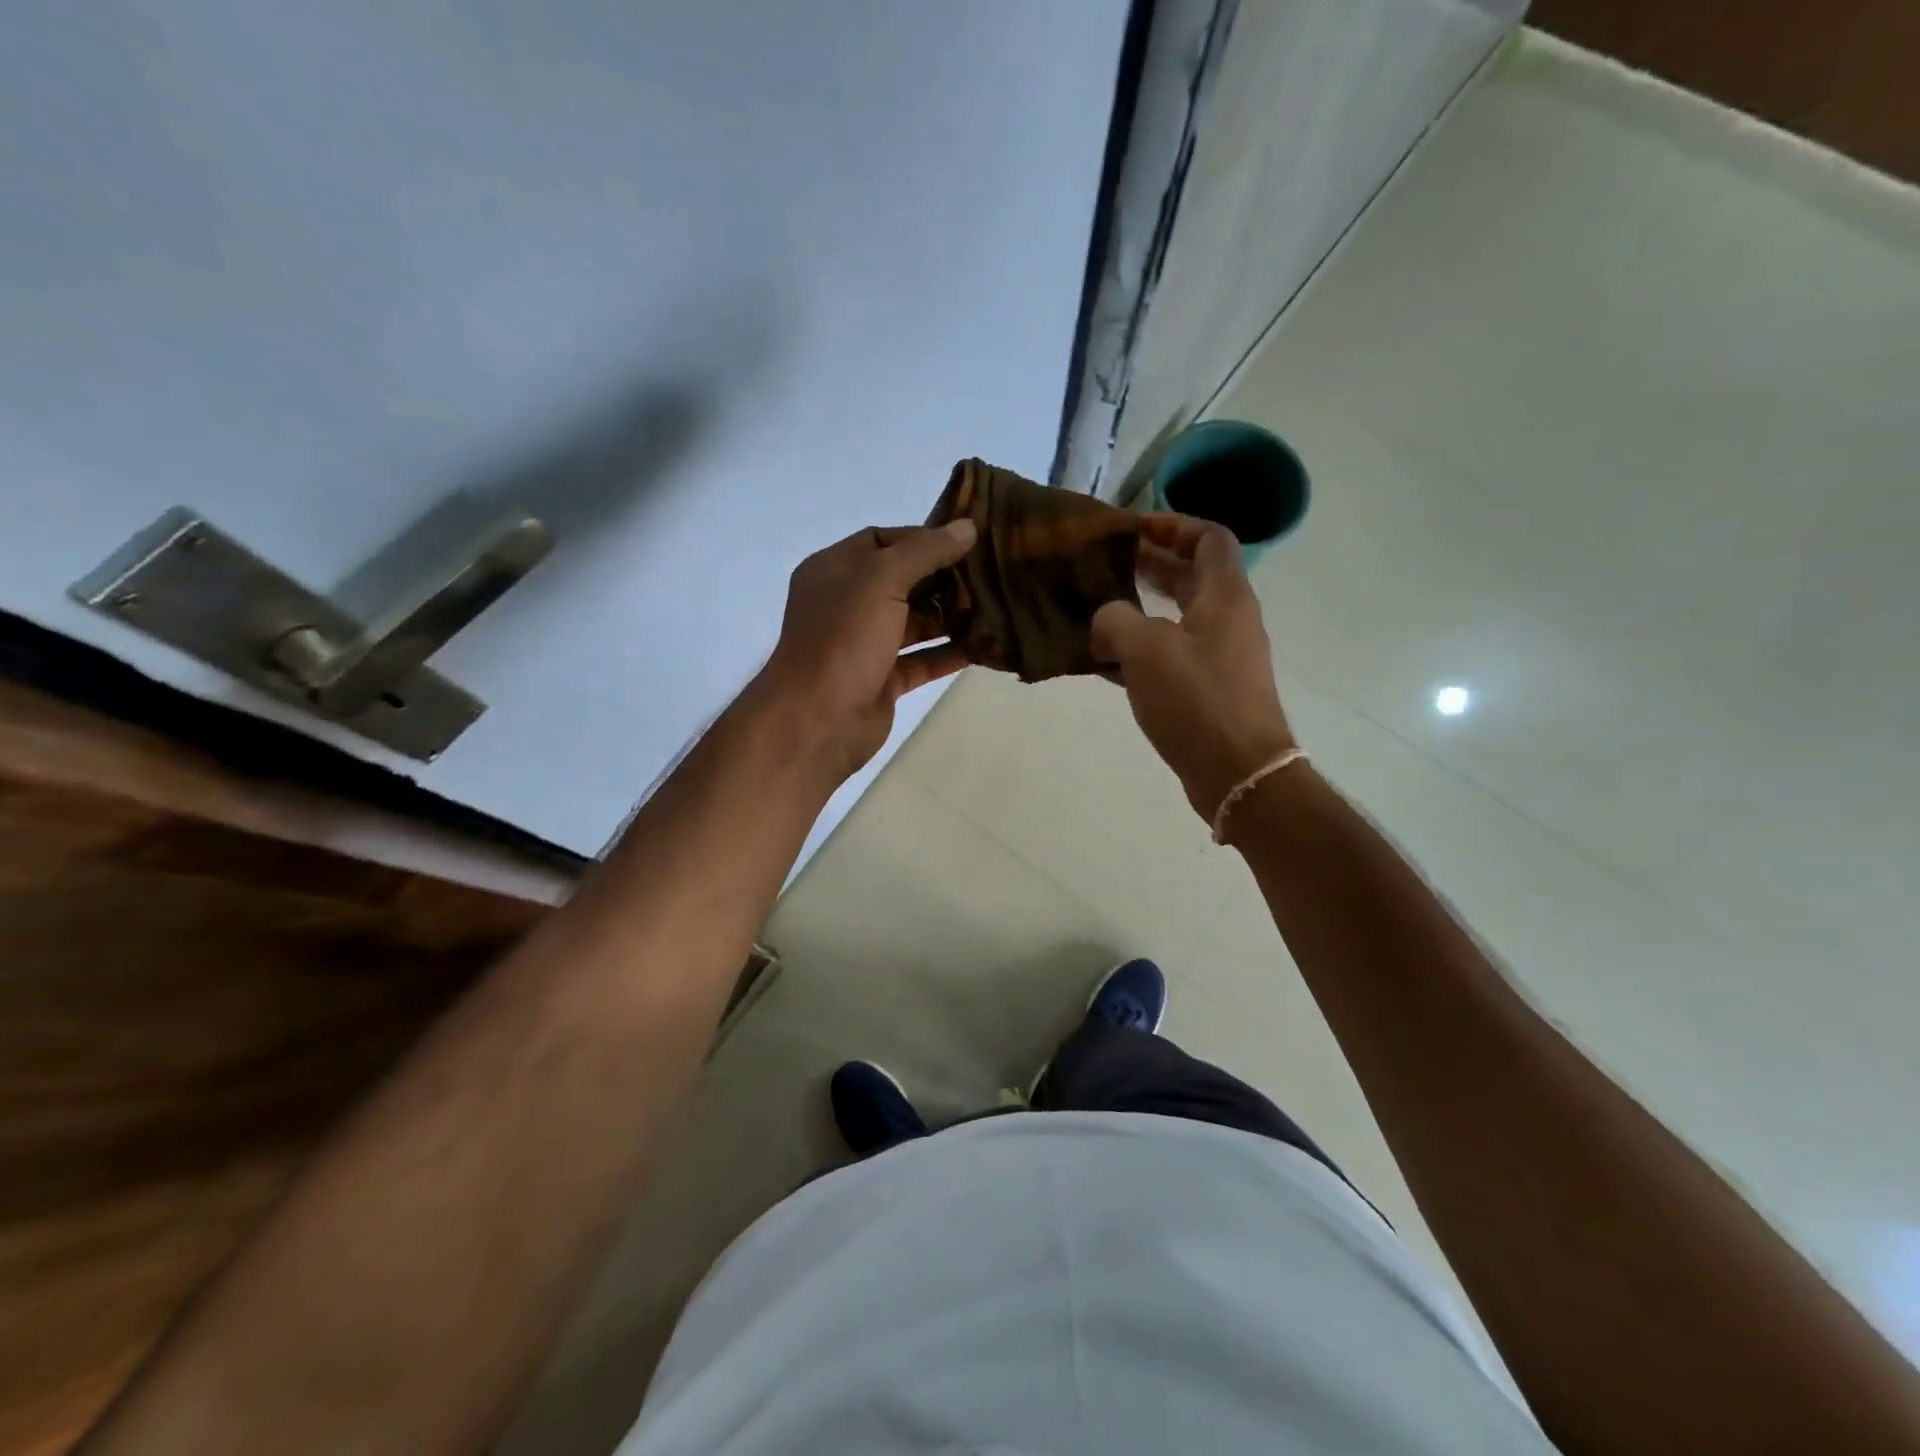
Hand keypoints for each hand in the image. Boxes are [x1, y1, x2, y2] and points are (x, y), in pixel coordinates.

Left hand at [752, 519, 978, 781]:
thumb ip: (926, 551)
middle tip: (987, 575)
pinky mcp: (882, 679)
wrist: (818, 720)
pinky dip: (949, 653)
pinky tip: (984, 646)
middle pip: (901, 581)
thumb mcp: (881, 580)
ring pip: (914, 622)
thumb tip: (967, 527)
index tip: (966, 541)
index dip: (922, 538)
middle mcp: (847, 603)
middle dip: (942, 579)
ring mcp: (864, 644)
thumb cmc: (843, 638)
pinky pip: (921, 660)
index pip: (882, 540)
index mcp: (834, 570)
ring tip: (994, 607)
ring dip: (949, 616)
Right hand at [1091, 514, 1296, 822]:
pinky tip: (1105, 661)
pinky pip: (1171, 656)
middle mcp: (1228, 620)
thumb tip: (1105, 621)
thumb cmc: (1197, 700)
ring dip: (1141, 609)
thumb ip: (1115, 620)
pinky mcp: (1208, 691)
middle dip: (1151, 566)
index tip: (1133, 530)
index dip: (1173, 525)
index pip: (1209, 538)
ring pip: (1178, 618)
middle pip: (1192, 577)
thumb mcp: (1145, 650)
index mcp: (1225, 597)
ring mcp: (1220, 658)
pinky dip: (1142, 651)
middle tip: (1107, 564)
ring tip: (1097, 610)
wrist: (1238, 772)